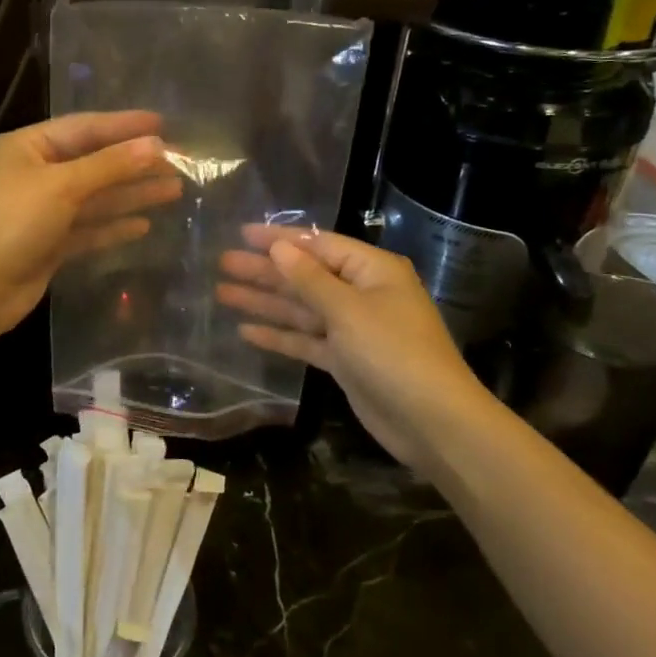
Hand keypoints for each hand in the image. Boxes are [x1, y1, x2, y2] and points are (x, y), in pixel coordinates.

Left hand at [0, 111, 182, 343]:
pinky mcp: (48, 244)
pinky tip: (144, 225)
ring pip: (95, 198)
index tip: (164, 124)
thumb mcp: (62, 186)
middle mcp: (35, 174)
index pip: (85, 128)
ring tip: (174, 190)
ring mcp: (41, 211)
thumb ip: (110, 165)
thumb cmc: (11, 222)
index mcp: (28, 147)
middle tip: (180, 162)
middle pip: (94, 163)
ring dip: (131, 194)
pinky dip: (114, 226)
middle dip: (134, 163)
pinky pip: (88, 229)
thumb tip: (156, 144)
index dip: (125, 126)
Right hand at [217, 226, 495, 469]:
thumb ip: (309, 279)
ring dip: (265, 301)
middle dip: (265, 270)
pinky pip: (306, 339)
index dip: (279, 238)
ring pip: (301, 308)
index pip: (318, 245)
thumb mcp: (348, 310)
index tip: (242, 234)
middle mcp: (362, 294)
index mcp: (372, 271)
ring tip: (223, 293)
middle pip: (305, 276)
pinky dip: (279, 335)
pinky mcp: (345, 360)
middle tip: (223, 263)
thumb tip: (280, 247)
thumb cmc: (393, 352)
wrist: (433, 422)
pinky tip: (246, 331)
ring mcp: (353, 329)